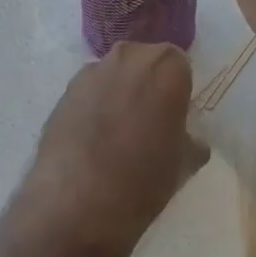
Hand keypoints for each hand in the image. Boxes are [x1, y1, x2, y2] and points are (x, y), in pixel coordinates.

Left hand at [17, 41, 206, 256]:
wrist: (77, 199)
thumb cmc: (144, 177)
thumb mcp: (185, 163)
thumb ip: (191, 140)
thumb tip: (189, 139)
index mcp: (165, 66)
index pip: (179, 65)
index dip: (178, 90)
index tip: (175, 116)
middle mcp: (128, 57)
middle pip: (144, 62)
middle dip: (148, 84)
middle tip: (149, 121)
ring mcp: (91, 72)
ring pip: (114, 75)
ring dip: (119, 93)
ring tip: (117, 132)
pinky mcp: (64, 91)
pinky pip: (89, 92)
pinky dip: (93, 106)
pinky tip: (92, 139)